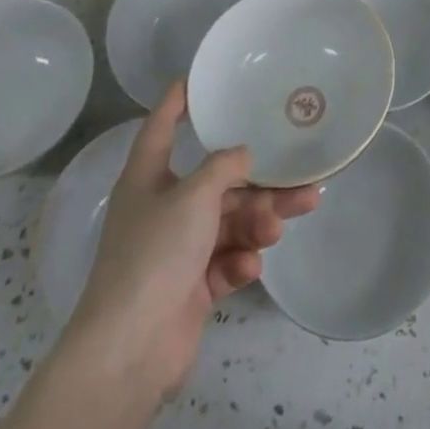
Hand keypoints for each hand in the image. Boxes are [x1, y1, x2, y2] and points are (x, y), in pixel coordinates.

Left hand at [68, 82, 319, 400]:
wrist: (130, 350)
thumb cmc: (156, 254)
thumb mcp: (193, 196)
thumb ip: (224, 168)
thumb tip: (244, 154)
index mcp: (148, 178)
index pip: (161, 127)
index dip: (177, 101)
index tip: (197, 78)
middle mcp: (162, 208)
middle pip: (216, 183)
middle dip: (256, 183)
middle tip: (300, 180)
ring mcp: (177, 250)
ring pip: (228, 223)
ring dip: (257, 222)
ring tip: (284, 223)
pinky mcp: (191, 287)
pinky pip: (224, 261)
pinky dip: (239, 261)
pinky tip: (248, 266)